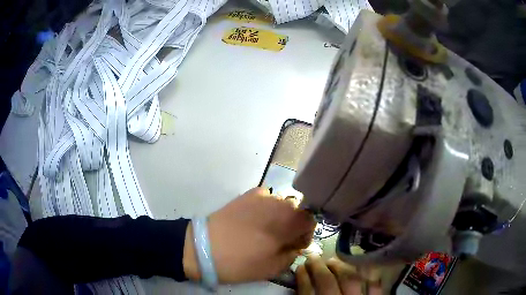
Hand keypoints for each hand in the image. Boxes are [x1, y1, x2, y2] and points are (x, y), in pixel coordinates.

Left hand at [183, 187, 315, 282]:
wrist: (204, 248)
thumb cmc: (241, 262)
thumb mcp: (273, 268)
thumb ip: (291, 255)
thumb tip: (295, 246)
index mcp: (290, 222)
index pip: (311, 221)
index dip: (305, 235)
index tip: (293, 246)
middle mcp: (280, 203)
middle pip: (297, 211)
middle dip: (293, 225)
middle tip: (279, 240)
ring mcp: (263, 196)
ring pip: (281, 204)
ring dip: (279, 216)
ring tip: (264, 230)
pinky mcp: (247, 195)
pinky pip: (265, 198)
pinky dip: (265, 207)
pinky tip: (253, 219)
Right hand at [296, 255, 381, 294]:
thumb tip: (304, 281)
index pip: (308, 292)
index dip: (302, 278)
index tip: (299, 266)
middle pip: (328, 283)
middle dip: (319, 268)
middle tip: (313, 257)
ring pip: (351, 280)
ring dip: (341, 267)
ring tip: (333, 260)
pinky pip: (375, 285)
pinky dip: (368, 274)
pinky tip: (361, 266)